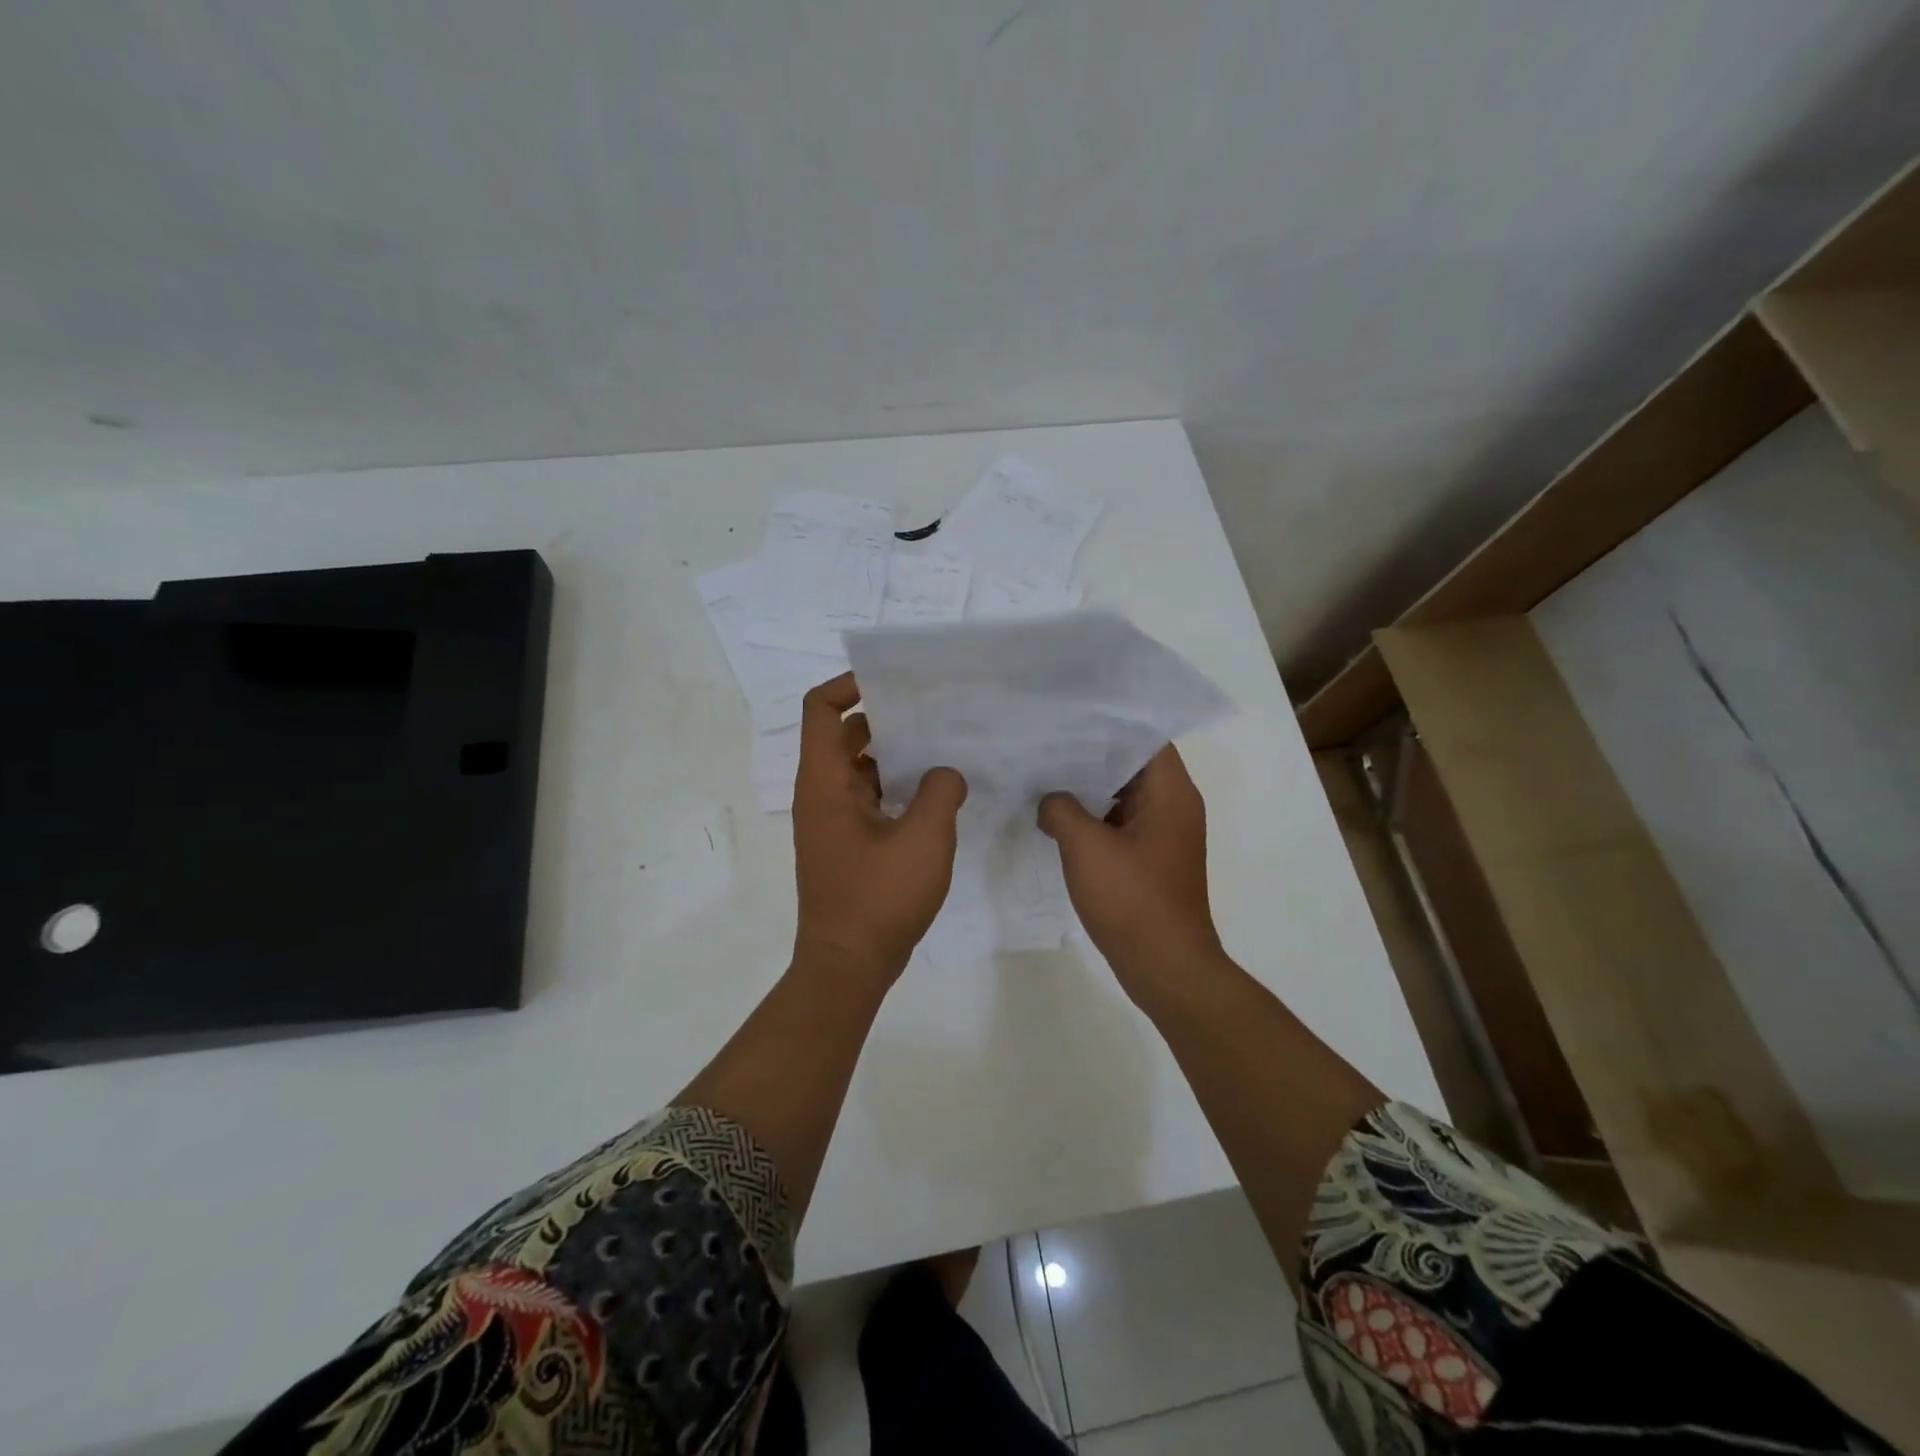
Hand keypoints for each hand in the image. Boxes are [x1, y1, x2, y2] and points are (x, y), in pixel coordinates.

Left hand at [792, 673, 967, 983]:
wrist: (848, 965)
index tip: (893, 684)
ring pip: (859, 769)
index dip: (849, 685)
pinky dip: (895, 788)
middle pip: (845, 735)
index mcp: (825, 782)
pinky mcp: (847, 844)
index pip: (821, 709)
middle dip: (886, 718)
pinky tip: (936, 795)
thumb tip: (944, 774)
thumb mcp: (924, 839)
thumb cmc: (879, 898)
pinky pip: (868, 798)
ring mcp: (832, 821)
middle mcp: (821, 794)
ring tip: (943, 748)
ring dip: (895, 756)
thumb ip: (940, 792)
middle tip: (933, 712)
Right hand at [1038, 745, 1225, 1003]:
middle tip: (1046, 739)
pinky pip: (1120, 823)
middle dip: (1090, 752)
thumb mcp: (1086, 847)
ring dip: (1088, 787)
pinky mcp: (1150, 859)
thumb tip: (1050, 799)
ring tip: (1044, 772)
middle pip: (1132, 763)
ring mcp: (1162, 834)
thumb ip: (1062, 810)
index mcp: (1171, 793)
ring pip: (1123, 795)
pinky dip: (1092, 816)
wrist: (1165, 966)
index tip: (1071, 713)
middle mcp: (1173, 806)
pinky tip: (1055, 815)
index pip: (1145, 736)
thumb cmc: (1132, 900)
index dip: (1110, 720)